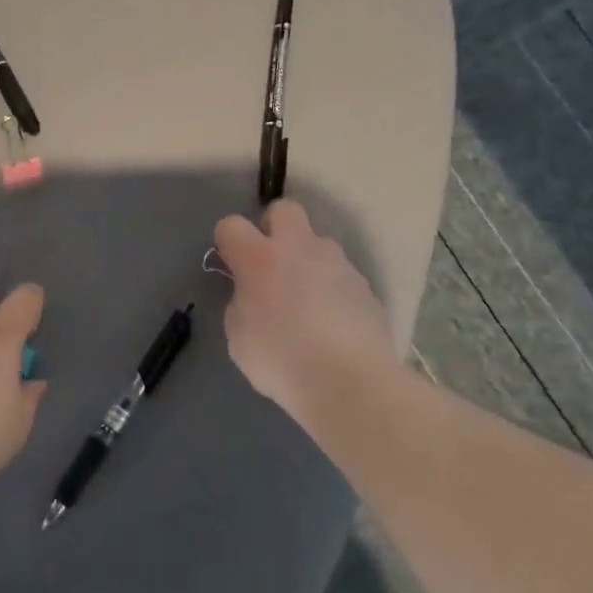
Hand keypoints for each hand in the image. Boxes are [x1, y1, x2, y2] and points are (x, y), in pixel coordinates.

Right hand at [213, 201, 400, 433]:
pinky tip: (332, 325)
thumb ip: (241, 303)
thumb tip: (253, 296)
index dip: (227, 241)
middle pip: (284, 210)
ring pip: (318, 244)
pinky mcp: (365, 287)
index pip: (231, 225)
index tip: (230, 265)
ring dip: (307, 262)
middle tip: (271, 264)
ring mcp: (338, 264)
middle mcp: (299, 248)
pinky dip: (332, 291)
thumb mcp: (239, 336)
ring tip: (306, 303)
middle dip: (274, 228)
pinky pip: (341, 276)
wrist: (350, 382)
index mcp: (259, 258)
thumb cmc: (280, 360)